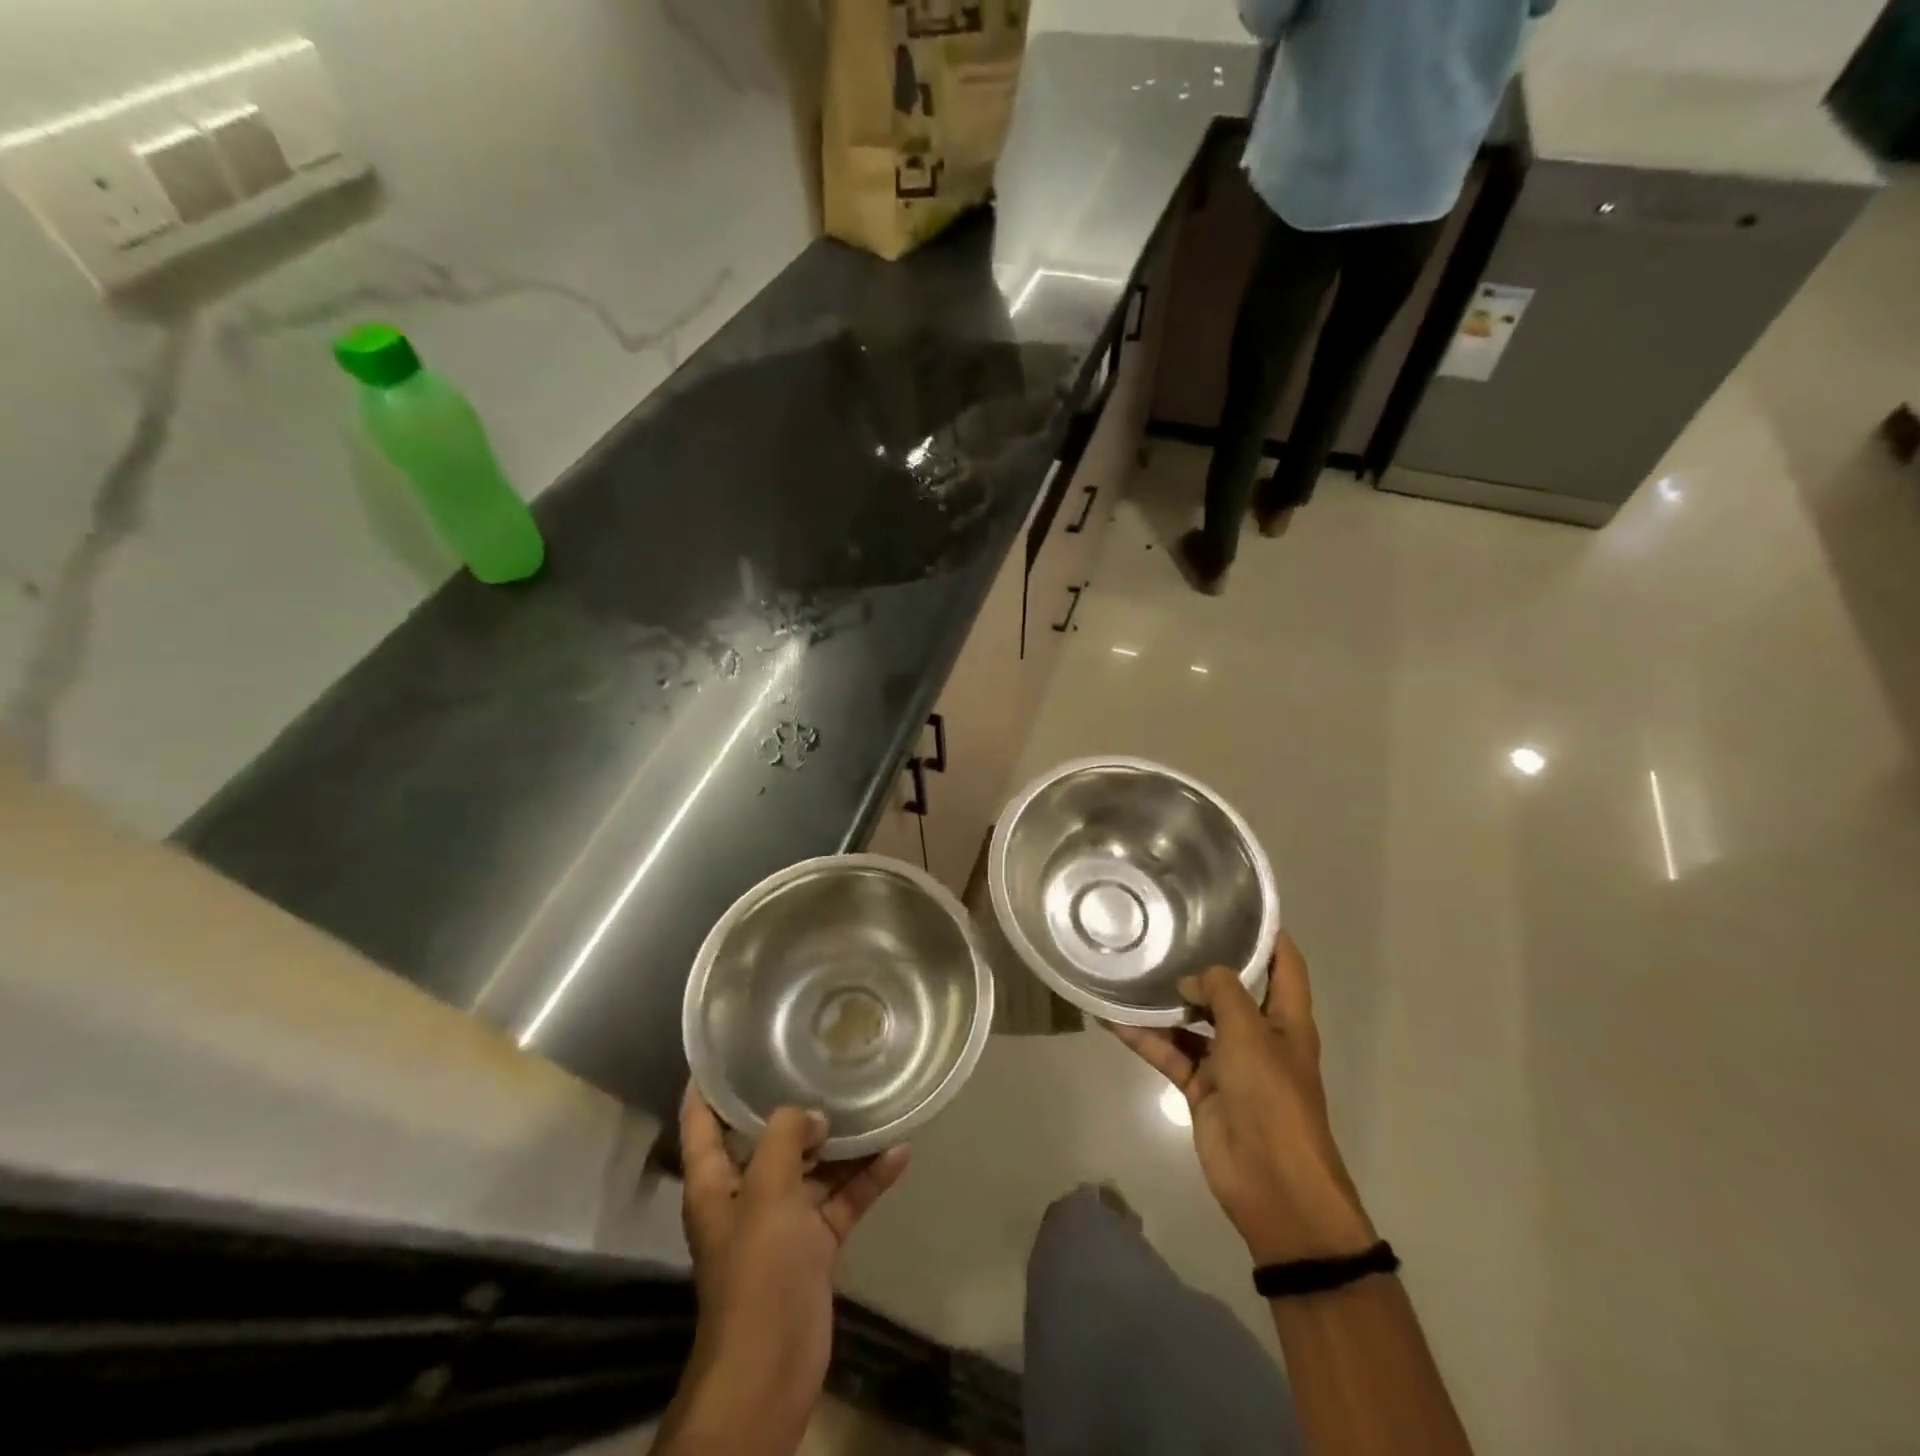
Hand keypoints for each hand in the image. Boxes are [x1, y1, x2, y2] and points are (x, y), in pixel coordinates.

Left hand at [666, 1088, 910, 1451]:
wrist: (772, 1367)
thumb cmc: (757, 1271)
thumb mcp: (767, 1192)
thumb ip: (786, 1138)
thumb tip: (812, 1116)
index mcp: (715, 1182)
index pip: (701, 1121)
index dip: (707, 1084)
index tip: (726, 1045)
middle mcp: (746, 1194)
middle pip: (767, 1137)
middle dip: (792, 1103)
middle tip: (821, 1058)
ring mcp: (782, 1220)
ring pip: (813, 1166)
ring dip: (841, 1140)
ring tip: (872, 1097)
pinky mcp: (814, 1245)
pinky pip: (842, 1198)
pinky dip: (867, 1178)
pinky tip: (899, 1151)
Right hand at [1108, 932, 1372, 1265]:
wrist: (1272, 1183)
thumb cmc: (1273, 1097)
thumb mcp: (1251, 1032)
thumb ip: (1222, 992)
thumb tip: (1192, 978)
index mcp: (1287, 1019)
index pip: (1284, 964)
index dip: (1268, 934)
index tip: (1237, 903)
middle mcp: (1258, 1035)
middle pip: (1231, 990)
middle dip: (1203, 964)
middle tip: (1166, 929)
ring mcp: (1228, 1062)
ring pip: (1192, 1021)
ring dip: (1165, 1002)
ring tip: (1131, 968)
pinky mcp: (1201, 1086)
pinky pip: (1169, 1052)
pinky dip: (1145, 1038)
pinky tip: (1113, 1018)